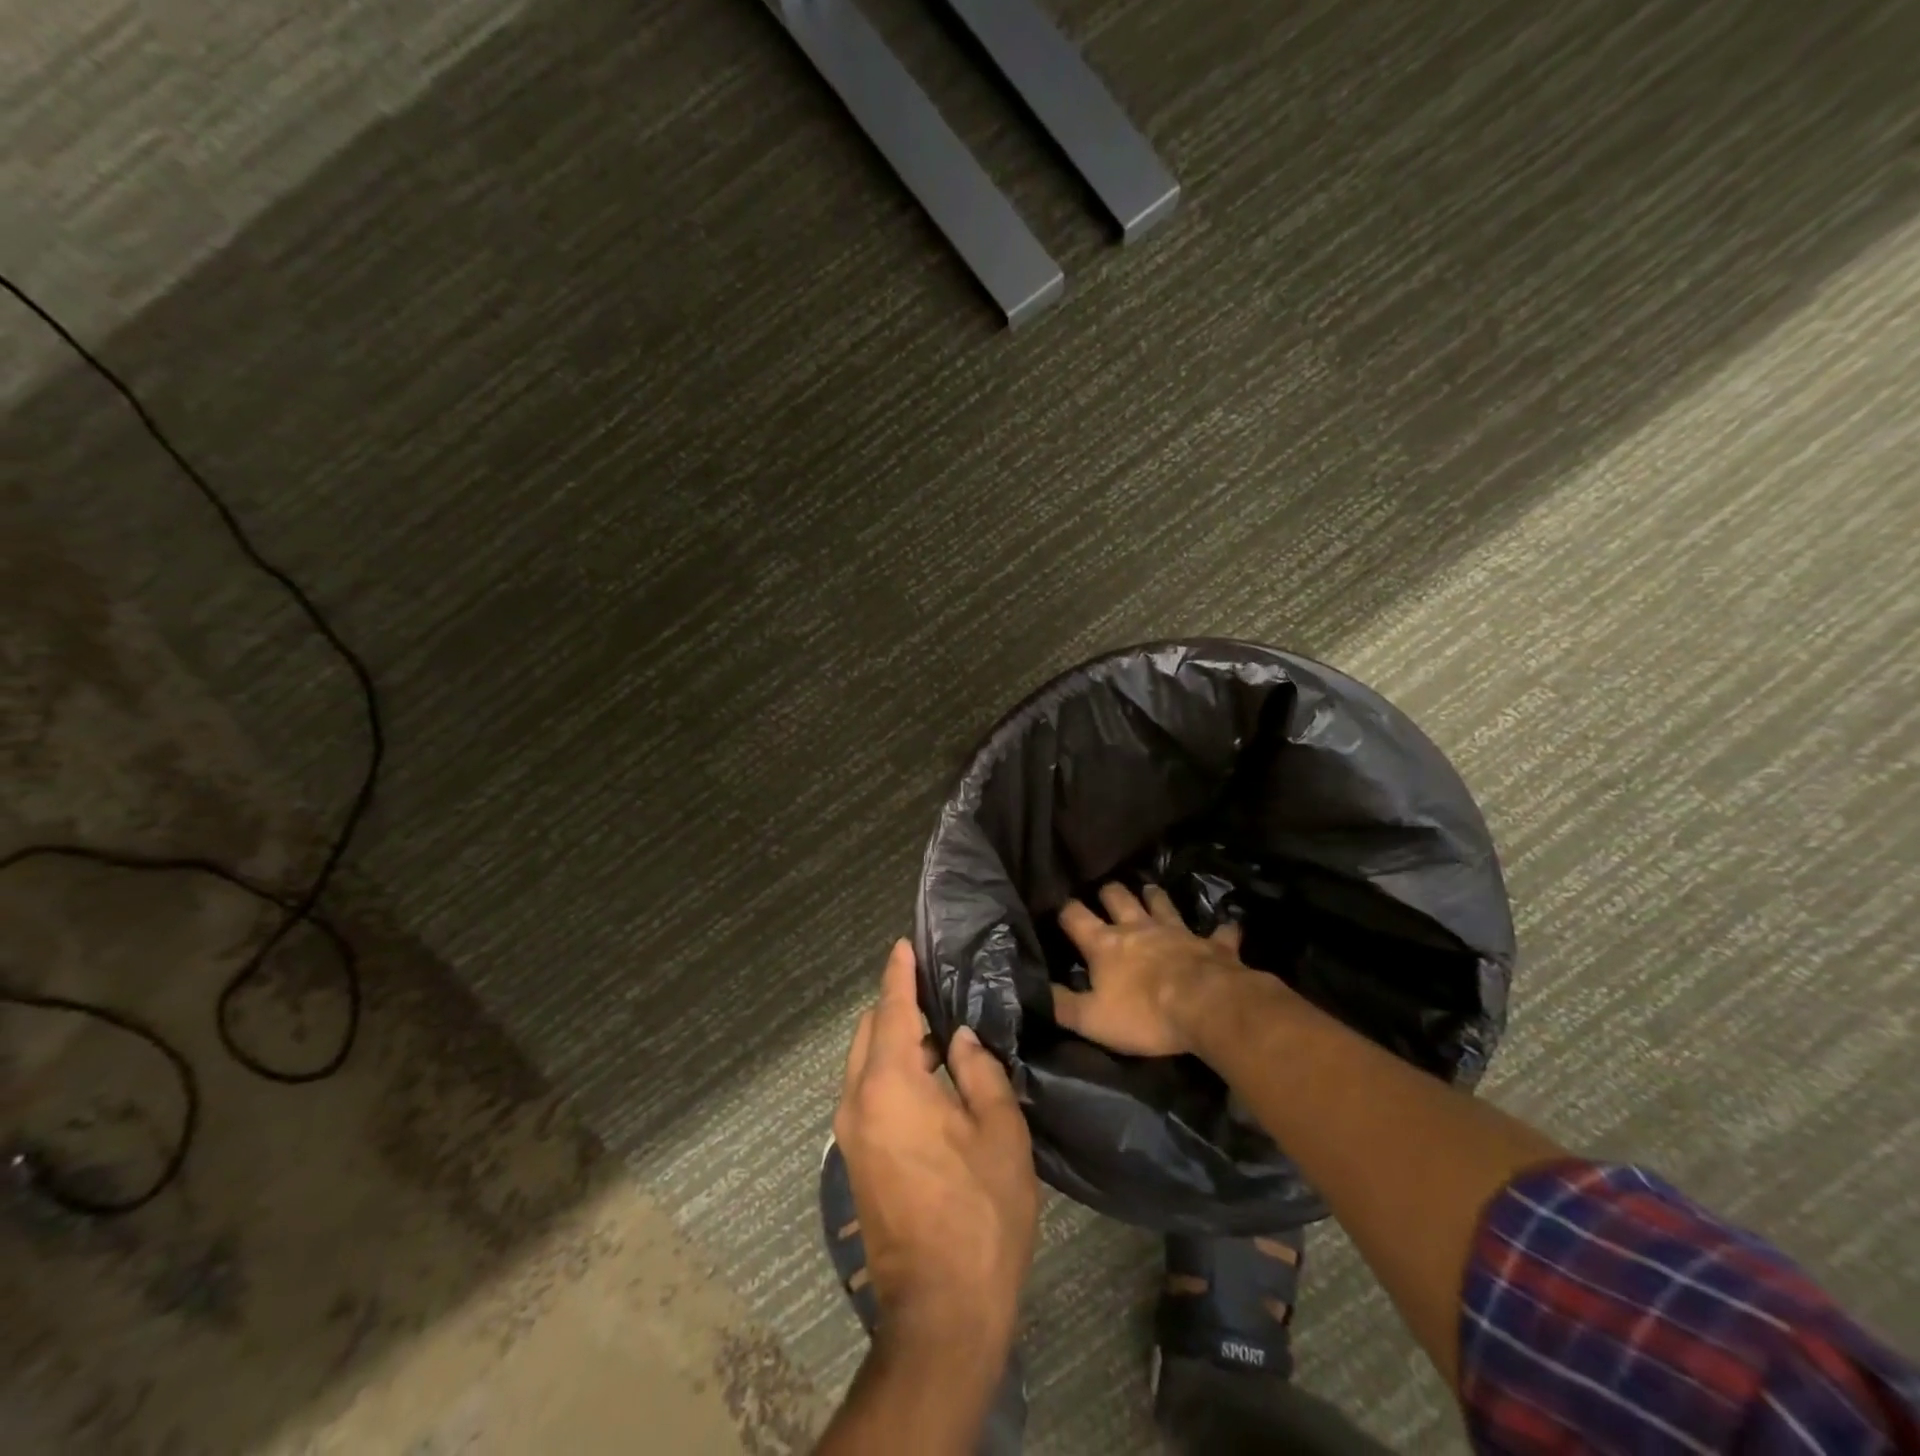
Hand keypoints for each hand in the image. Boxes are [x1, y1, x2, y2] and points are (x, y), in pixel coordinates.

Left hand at [833, 939, 1038, 1352]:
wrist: (940, 1314)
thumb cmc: (979, 1214)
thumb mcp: (1000, 1133)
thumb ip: (981, 1073)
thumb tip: (962, 1040)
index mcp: (888, 1086)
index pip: (890, 1009)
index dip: (899, 973)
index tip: (904, 944)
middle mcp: (857, 1102)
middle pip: (868, 1033)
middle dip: (896, 1007)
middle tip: (936, 993)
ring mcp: (850, 1136)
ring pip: (865, 1065)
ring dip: (894, 1043)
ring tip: (938, 1034)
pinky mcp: (856, 1163)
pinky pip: (868, 1095)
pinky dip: (890, 1073)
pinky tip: (928, 1080)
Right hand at [1050, 882, 1256, 1056]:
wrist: (1207, 1008)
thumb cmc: (1145, 1015)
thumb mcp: (1092, 1019)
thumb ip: (1061, 1005)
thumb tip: (1034, 989)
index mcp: (1105, 944)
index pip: (1075, 916)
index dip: (1064, 910)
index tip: (1059, 909)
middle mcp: (1138, 928)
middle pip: (1117, 897)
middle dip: (1108, 892)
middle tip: (1105, 893)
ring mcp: (1177, 931)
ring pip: (1161, 903)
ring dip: (1154, 897)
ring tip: (1150, 891)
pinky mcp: (1212, 944)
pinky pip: (1220, 932)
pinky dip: (1222, 929)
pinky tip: (1227, 926)